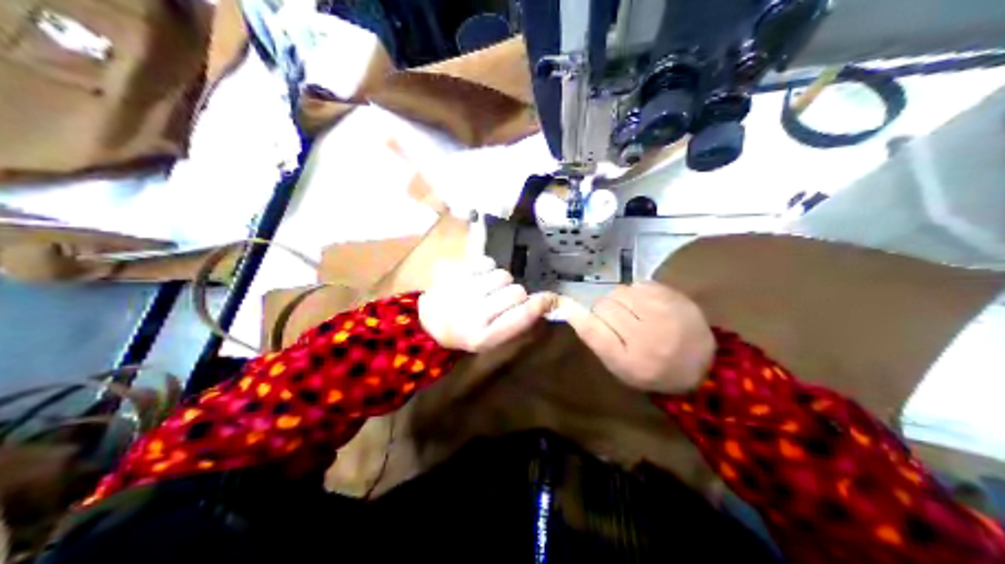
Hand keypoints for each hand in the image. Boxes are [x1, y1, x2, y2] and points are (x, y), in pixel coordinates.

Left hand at [418, 255, 552, 351]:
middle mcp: (472, 314)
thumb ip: (519, 323)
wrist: (429, 322)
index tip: (548, 299)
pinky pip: (487, 262)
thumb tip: (549, 301)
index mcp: (483, 337)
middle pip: (517, 292)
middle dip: (515, 295)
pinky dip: (487, 269)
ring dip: (501, 281)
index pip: (522, 315)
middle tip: (503, 300)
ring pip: (503, 275)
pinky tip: (478, 278)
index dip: (540, 305)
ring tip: (489, 289)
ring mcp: (461, 290)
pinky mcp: (453, 271)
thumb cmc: (468, 333)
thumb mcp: (493, 339)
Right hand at [558, 284, 713, 393]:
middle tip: (614, 321)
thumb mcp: (623, 369)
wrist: (703, 364)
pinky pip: (638, 284)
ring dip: (619, 300)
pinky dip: (636, 293)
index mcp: (629, 362)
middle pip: (604, 307)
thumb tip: (574, 312)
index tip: (567, 308)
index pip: (593, 330)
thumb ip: (600, 343)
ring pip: (619, 292)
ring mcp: (661, 314)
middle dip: (603, 311)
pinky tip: (645, 305)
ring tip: (631, 312)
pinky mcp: (673, 297)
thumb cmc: (655, 372)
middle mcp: (645, 336)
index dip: (577, 316)